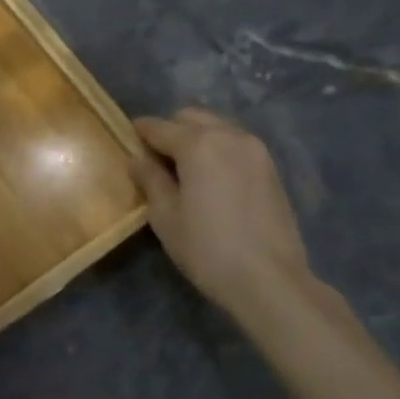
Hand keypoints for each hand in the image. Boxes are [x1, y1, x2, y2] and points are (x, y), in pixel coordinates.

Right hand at [131, 108, 323, 326]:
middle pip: (191, 117)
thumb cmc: (208, 249)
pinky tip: (212, 178)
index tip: (128, 140)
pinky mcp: (271, 168)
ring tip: (185, 169)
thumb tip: (137, 159)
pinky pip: (236, 144)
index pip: (160, 127)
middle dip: (171, 130)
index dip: (140, 132)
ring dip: (197, 138)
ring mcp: (255, 150)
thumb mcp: (166, 217)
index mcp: (198, 144)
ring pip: (217, 127)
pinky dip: (218, 150)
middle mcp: (229, 136)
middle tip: (157, 158)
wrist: (270, 280)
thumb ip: (150, 180)